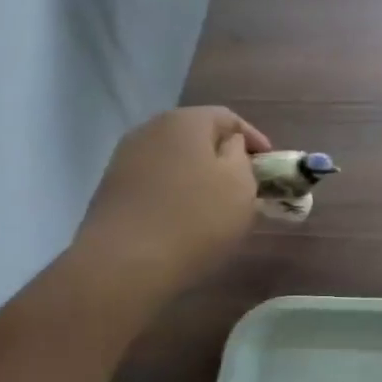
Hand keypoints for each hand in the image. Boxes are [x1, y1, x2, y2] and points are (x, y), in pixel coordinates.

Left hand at [74, 107, 270, 297]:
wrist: (125, 263)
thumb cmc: (196, 218)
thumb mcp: (240, 185)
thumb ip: (241, 156)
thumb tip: (229, 145)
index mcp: (185, 121)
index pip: (227, 118)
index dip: (253, 138)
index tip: (269, 163)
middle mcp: (150, 129)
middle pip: (197, 135)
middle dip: (223, 156)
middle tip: (245, 183)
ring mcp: (125, 158)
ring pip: (175, 159)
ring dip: (197, 175)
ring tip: (216, 204)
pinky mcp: (112, 189)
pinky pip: (156, 181)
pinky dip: (175, 192)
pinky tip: (185, 217)